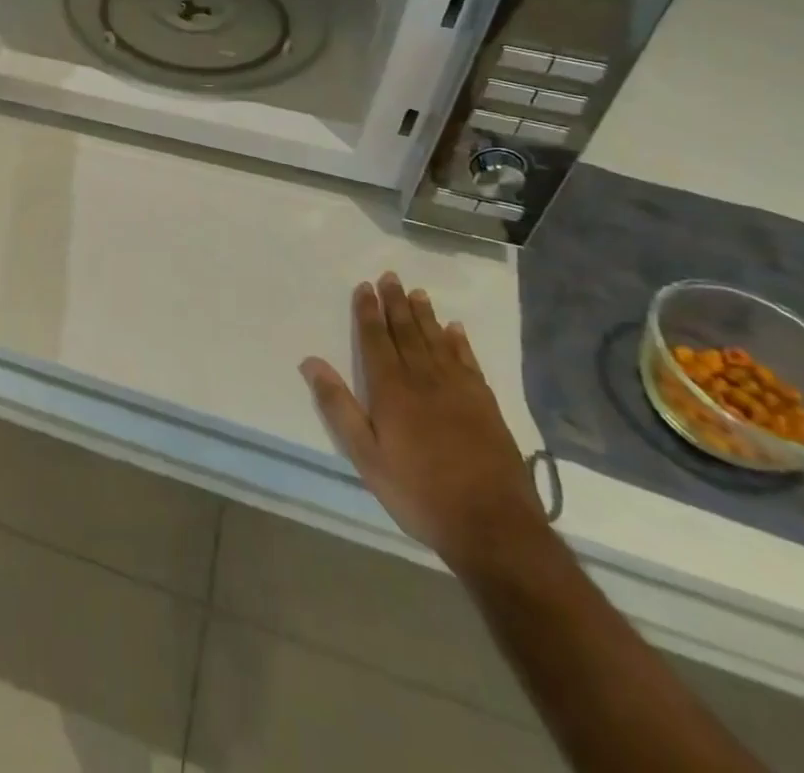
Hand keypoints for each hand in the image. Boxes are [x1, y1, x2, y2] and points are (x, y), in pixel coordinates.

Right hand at [300, 272, 546, 574]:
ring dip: (425, 315)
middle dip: (396, 303)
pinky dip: (460, 342)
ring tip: (417, 292)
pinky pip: (468, 362)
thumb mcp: (366, 456)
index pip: (376, 340)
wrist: (493, 526)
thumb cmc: (419, 492)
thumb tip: (310, 362)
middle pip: (406, 332)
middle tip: (390, 276)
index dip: (368, 312)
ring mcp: (458, 390)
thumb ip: (338, 407)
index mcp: (391, 390)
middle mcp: (424, 379)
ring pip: (436, 341)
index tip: (364, 287)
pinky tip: (455, 329)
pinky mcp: (485, 405)